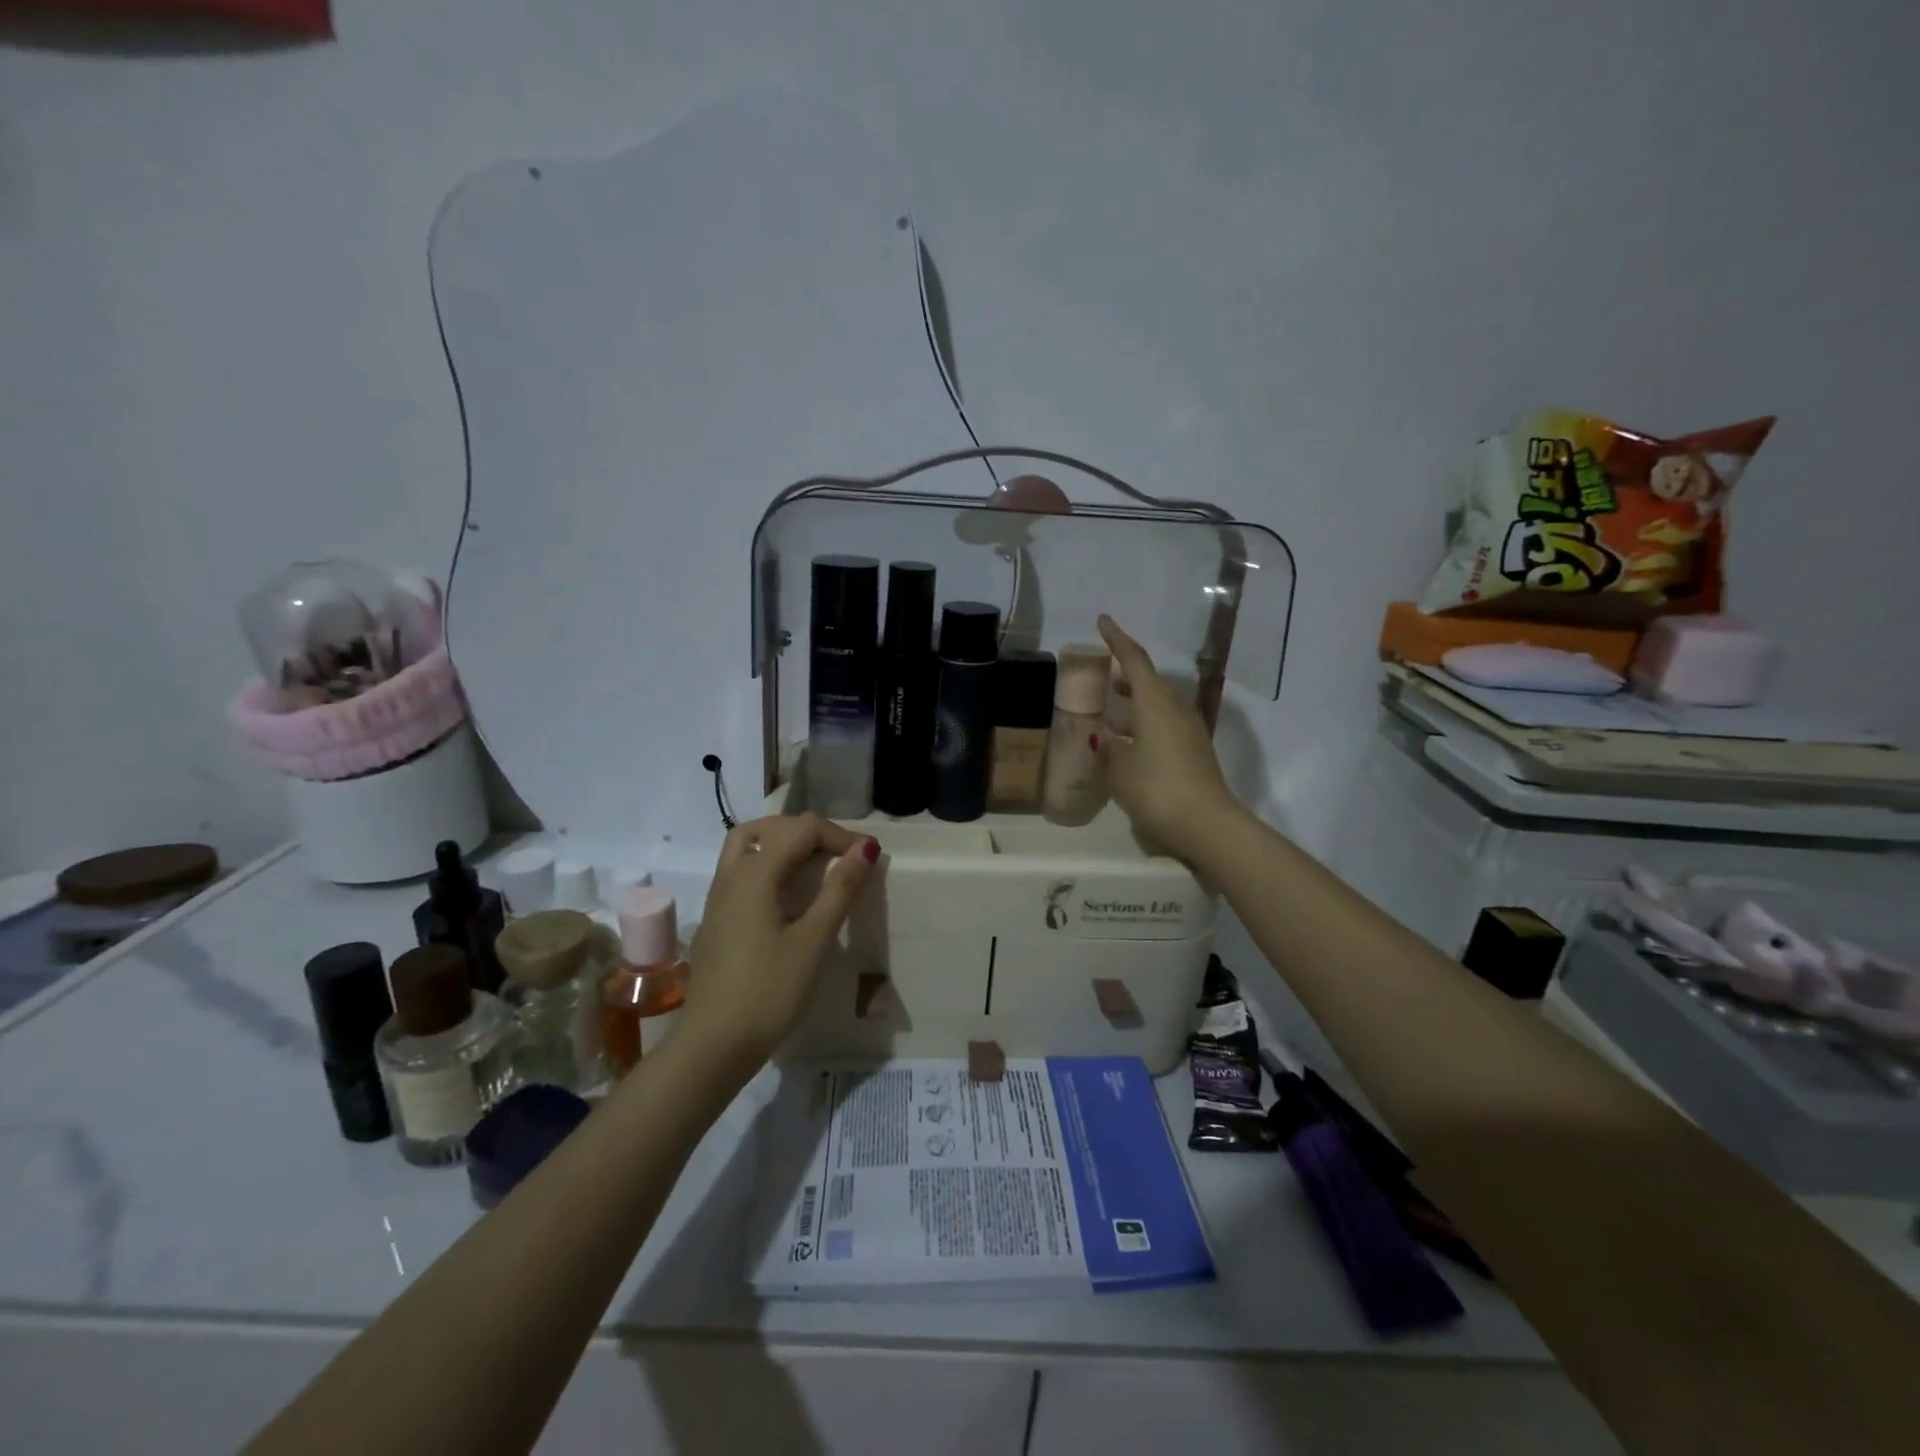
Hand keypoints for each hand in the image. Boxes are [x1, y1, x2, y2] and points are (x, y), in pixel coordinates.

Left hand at [682, 814, 879, 1072]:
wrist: (712, 1046)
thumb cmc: (767, 992)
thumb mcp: (812, 940)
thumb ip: (839, 890)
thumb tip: (866, 849)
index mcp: (755, 874)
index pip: (801, 829)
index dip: (839, 835)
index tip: (868, 859)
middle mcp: (731, 875)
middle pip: (769, 828)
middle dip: (809, 832)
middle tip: (840, 854)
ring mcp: (719, 898)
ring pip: (748, 847)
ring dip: (783, 844)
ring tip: (816, 865)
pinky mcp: (717, 919)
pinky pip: (742, 872)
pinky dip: (770, 865)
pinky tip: (790, 896)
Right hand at [1095, 614, 1242, 862]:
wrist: (1207, 825)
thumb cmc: (1157, 789)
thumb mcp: (1120, 769)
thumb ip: (1108, 748)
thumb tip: (1103, 737)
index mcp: (1155, 703)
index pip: (1135, 661)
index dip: (1117, 640)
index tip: (1103, 621)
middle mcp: (1175, 709)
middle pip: (1149, 681)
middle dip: (1125, 675)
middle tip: (1102, 676)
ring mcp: (1189, 731)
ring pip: (1158, 704)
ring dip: (1135, 702)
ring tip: (1110, 711)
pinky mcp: (1195, 751)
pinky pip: (1165, 725)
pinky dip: (1145, 724)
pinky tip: (1129, 743)